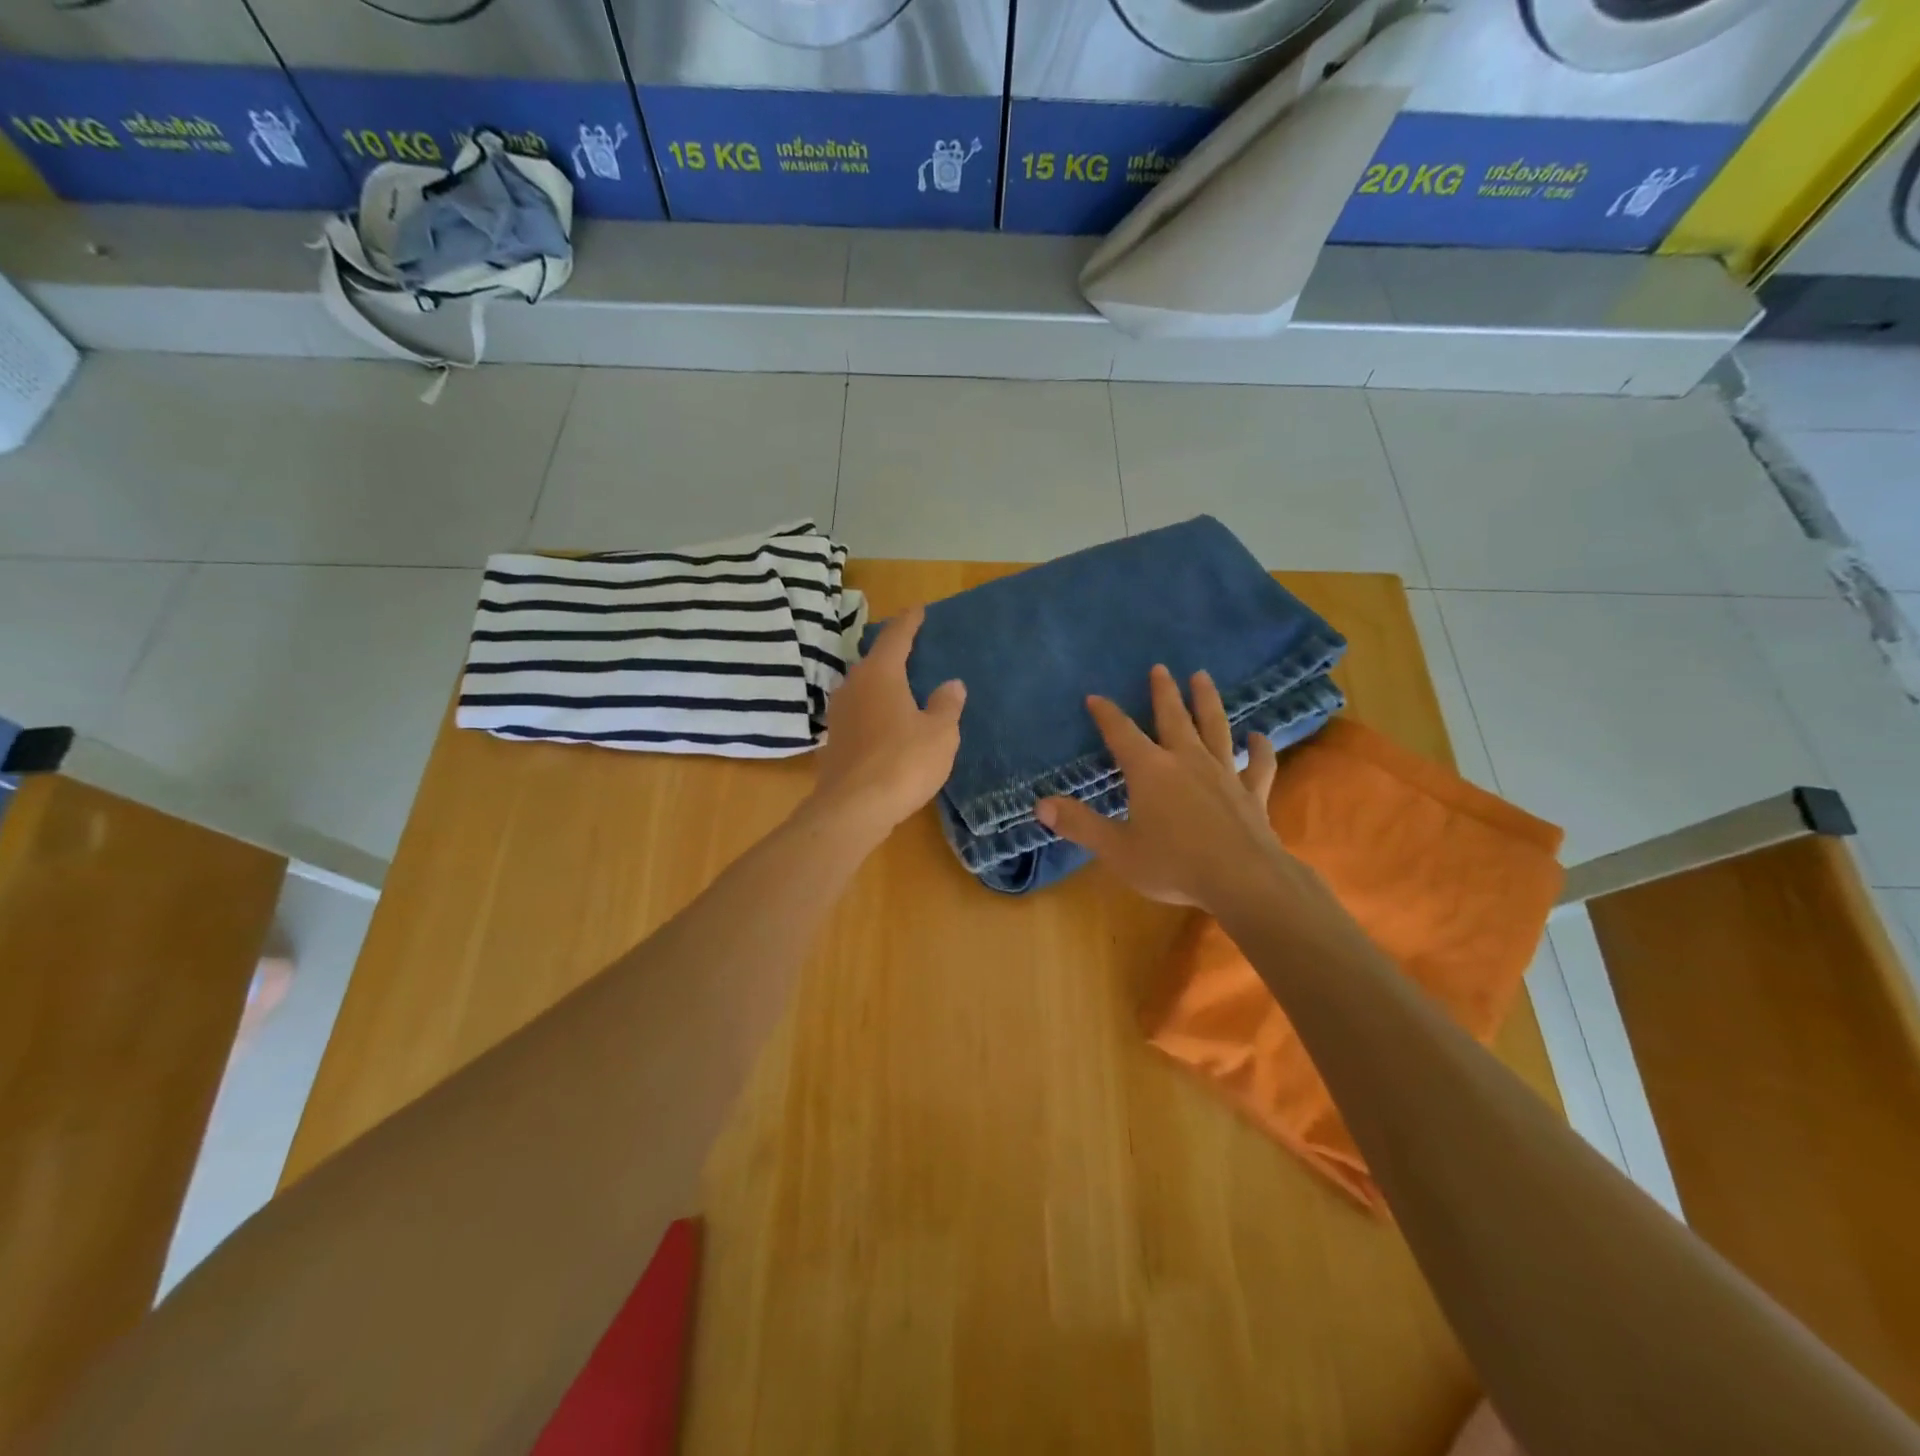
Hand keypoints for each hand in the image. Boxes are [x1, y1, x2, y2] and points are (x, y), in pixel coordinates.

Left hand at [811, 605, 964, 838]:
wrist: (853, 808)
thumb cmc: (903, 763)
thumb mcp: (940, 733)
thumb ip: (947, 705)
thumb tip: (952, 684)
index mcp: (880, 674)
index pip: (896, 637)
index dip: (909, 622)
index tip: (918, 609)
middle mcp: (853, 686)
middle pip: (875, 661)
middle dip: (894, 654)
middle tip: (914, 651)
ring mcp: (839, 713)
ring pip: (864, 688)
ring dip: (882, 685)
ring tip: (903, 688)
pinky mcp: (834, 740)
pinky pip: (859, 713)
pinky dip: (875, 711)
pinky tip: (887, 724)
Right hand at [1035, 665, 1277, 911]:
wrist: (1243, 880)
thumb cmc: (1173, 864)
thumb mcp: (1117, 849)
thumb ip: (1080, 824)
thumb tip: (1040, 805)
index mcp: (1150, 771)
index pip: (1121, 733)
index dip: (1106, 714)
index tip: (1095, 696)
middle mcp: (1186, 761)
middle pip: (1173, 718)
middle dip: (1163, 692)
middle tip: (1160, 668)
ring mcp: (1224, 773)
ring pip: (1215, 728)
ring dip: (1207, 701)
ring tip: (1202, 677)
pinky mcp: (1251, 793)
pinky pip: (1258, 764)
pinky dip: (1259, 749)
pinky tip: (1259, 736)